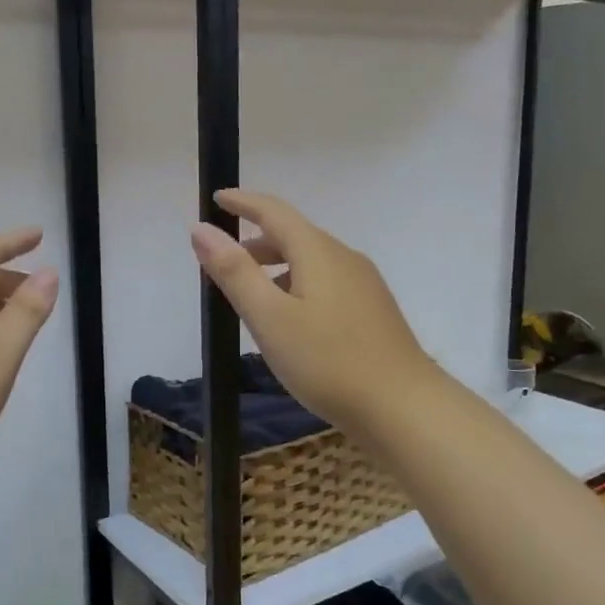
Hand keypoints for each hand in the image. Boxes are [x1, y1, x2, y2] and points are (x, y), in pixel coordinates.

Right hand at [189, 190, 437, 436]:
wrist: (402, 406)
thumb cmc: (328, 361)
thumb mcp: (270, 317)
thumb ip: (235, 272)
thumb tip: (201, 229)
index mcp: (318, 251)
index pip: (274, 212)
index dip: (243, 202)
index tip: (218, 198)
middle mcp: (344, 258)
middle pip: (294, 236)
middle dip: (256, 242)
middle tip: (222, 263)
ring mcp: (364, 285)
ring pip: (311, 262)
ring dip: (276, 268)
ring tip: (250, 295)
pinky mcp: (373, 311)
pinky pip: (326, 283)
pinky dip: (297, 286)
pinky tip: (290, 320)